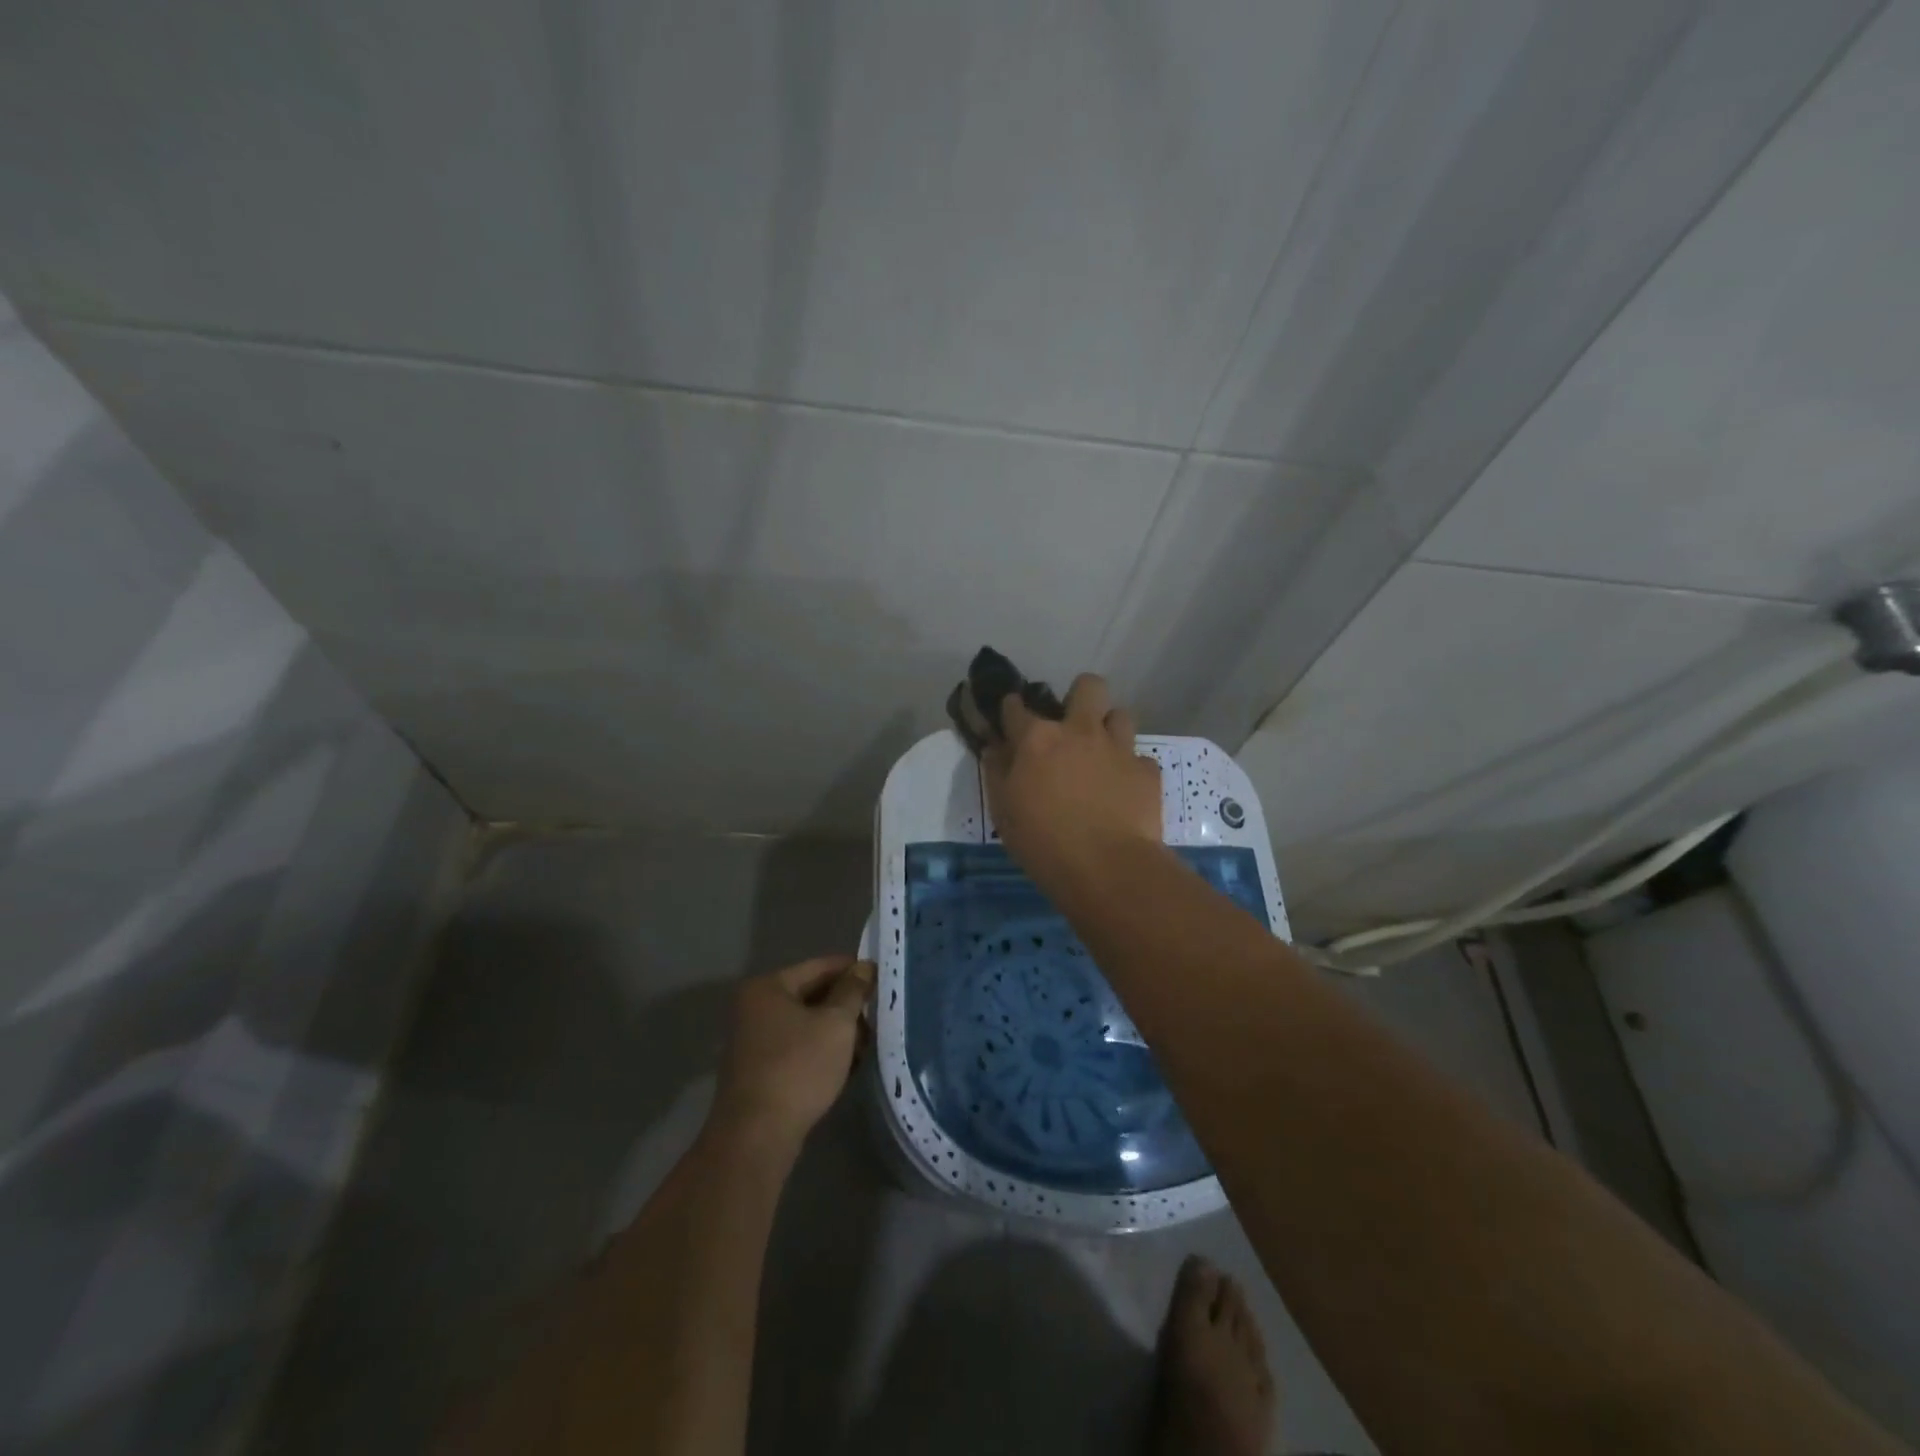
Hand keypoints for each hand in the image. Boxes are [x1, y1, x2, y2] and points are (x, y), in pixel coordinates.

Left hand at [712, 955, 874, 1148]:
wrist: (757, 1136)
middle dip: (847, 1004)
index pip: (819, 966)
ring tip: (869, 1042)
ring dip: (837, 1031)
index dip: (853, 970)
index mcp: (767, 987)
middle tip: (879, 1013)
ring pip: (807, 1023)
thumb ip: (852, 991)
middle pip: (812, 994)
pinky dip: (822, 1050)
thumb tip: (864, 966)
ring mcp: (754, 1041)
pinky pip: (799, 1047)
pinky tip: (848, 1064)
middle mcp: (755, 1008)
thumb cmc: (798, 1068)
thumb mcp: (836, 1024)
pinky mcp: (760, 1070)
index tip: (882, 978)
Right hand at [982, 673, 1161, 878]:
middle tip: (1073, 724)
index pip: (1017, 706)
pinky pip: (1140, 758)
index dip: (1011, 709)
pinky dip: (1131, 769)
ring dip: (1110, 729)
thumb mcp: (1004, 811)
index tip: (1011, 717)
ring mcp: (1119, 748)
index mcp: (1038, 739)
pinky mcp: (1147, 771)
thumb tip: (995, 747)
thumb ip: (997, 773)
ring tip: (1102, 754)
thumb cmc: (1043, 842)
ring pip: (1121, 714)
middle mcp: (1080, 731)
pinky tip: (1124, 790)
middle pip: (1088, 686)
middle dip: (1080, 696)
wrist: (1108, 868)